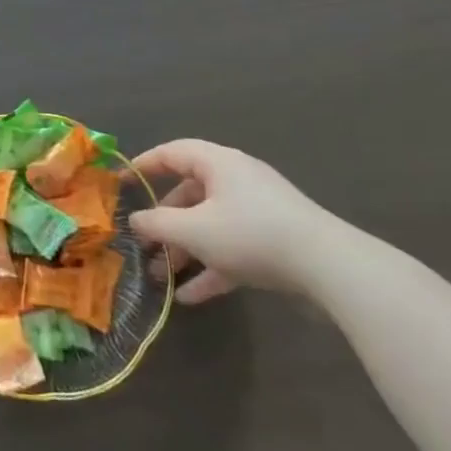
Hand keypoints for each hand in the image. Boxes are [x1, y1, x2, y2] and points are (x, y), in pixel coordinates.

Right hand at [128, 140, 339, 304]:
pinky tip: (190, 297)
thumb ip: (156, 224)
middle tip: (141, 243)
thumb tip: (134, 220)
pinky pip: (232, 250)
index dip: (143, 165)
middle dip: (163, 222)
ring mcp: (258, 212)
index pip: (171, 153)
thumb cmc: (250, 234)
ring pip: (209, 225)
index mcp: (217, 163)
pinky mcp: (274, 242)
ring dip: (184, 249)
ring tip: (160, 276)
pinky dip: (211, 268)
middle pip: (189, 194)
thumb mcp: (193, 230)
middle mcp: (237, 180)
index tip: (120, 183)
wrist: (329, 268)